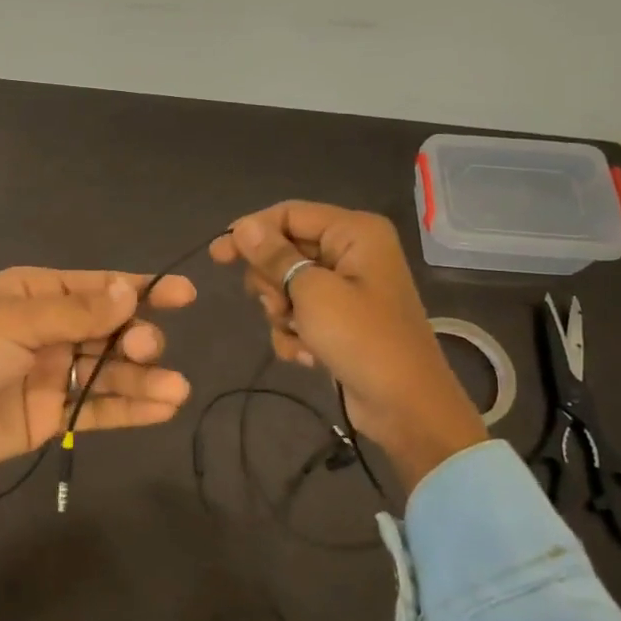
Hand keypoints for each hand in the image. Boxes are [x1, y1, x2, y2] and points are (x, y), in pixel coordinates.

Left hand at [0, 267, 195, 512]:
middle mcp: (52, 331)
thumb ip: (77, 312)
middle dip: (137, 337)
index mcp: (37, 294)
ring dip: (145, 379)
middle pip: (111, 330)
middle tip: (144, 348)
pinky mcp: (56, 414)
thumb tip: (130, 291)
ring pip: (111, 372)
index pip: (98, 288)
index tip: (184, 295)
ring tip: (176, 390)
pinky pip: (100, 408)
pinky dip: (132, 409)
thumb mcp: (16, 319)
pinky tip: (163, 407)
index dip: (142, 290)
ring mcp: (55, 373)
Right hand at [211, 202, 485, 491]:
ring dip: (282, 313)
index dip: (251, 232)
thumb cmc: (361, 339)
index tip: (217, 256)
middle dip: (272, 283)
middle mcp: (352, 252)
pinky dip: (295, 333)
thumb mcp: (311, 292)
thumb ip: (274, 256)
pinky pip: (300, 313)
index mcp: (354, 232)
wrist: (404, 405)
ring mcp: (347, 287)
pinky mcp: (341, 319)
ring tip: (300, 336)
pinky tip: (308, 355)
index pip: (288, 214)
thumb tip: (243, 226)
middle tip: (278, 307)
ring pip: (287, 285)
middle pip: (285, 250)